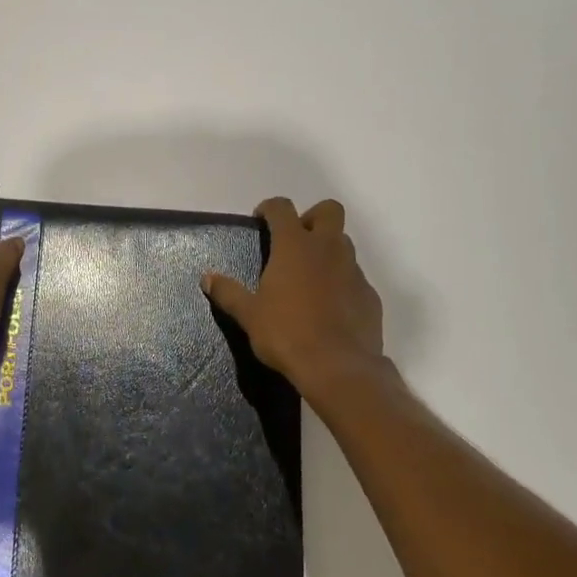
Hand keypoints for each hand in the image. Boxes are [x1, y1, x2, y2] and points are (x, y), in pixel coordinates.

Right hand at [203, 197, 389, 396]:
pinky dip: (342, 282)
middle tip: (295, 241)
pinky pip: (355, 277)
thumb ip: (228, 292)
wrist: (339, 368)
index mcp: (295, 246)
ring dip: (327, 250)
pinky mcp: (369, 294)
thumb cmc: (287, 334)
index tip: (261, 220)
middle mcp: (327, 249)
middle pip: (328, 210)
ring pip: (343, 243)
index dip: (270, 208)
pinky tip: (330, 306)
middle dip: (311, 217)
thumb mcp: (249, 315)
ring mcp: (353, 270)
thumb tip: (207, 277)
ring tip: (309, 277)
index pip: (282, 208)